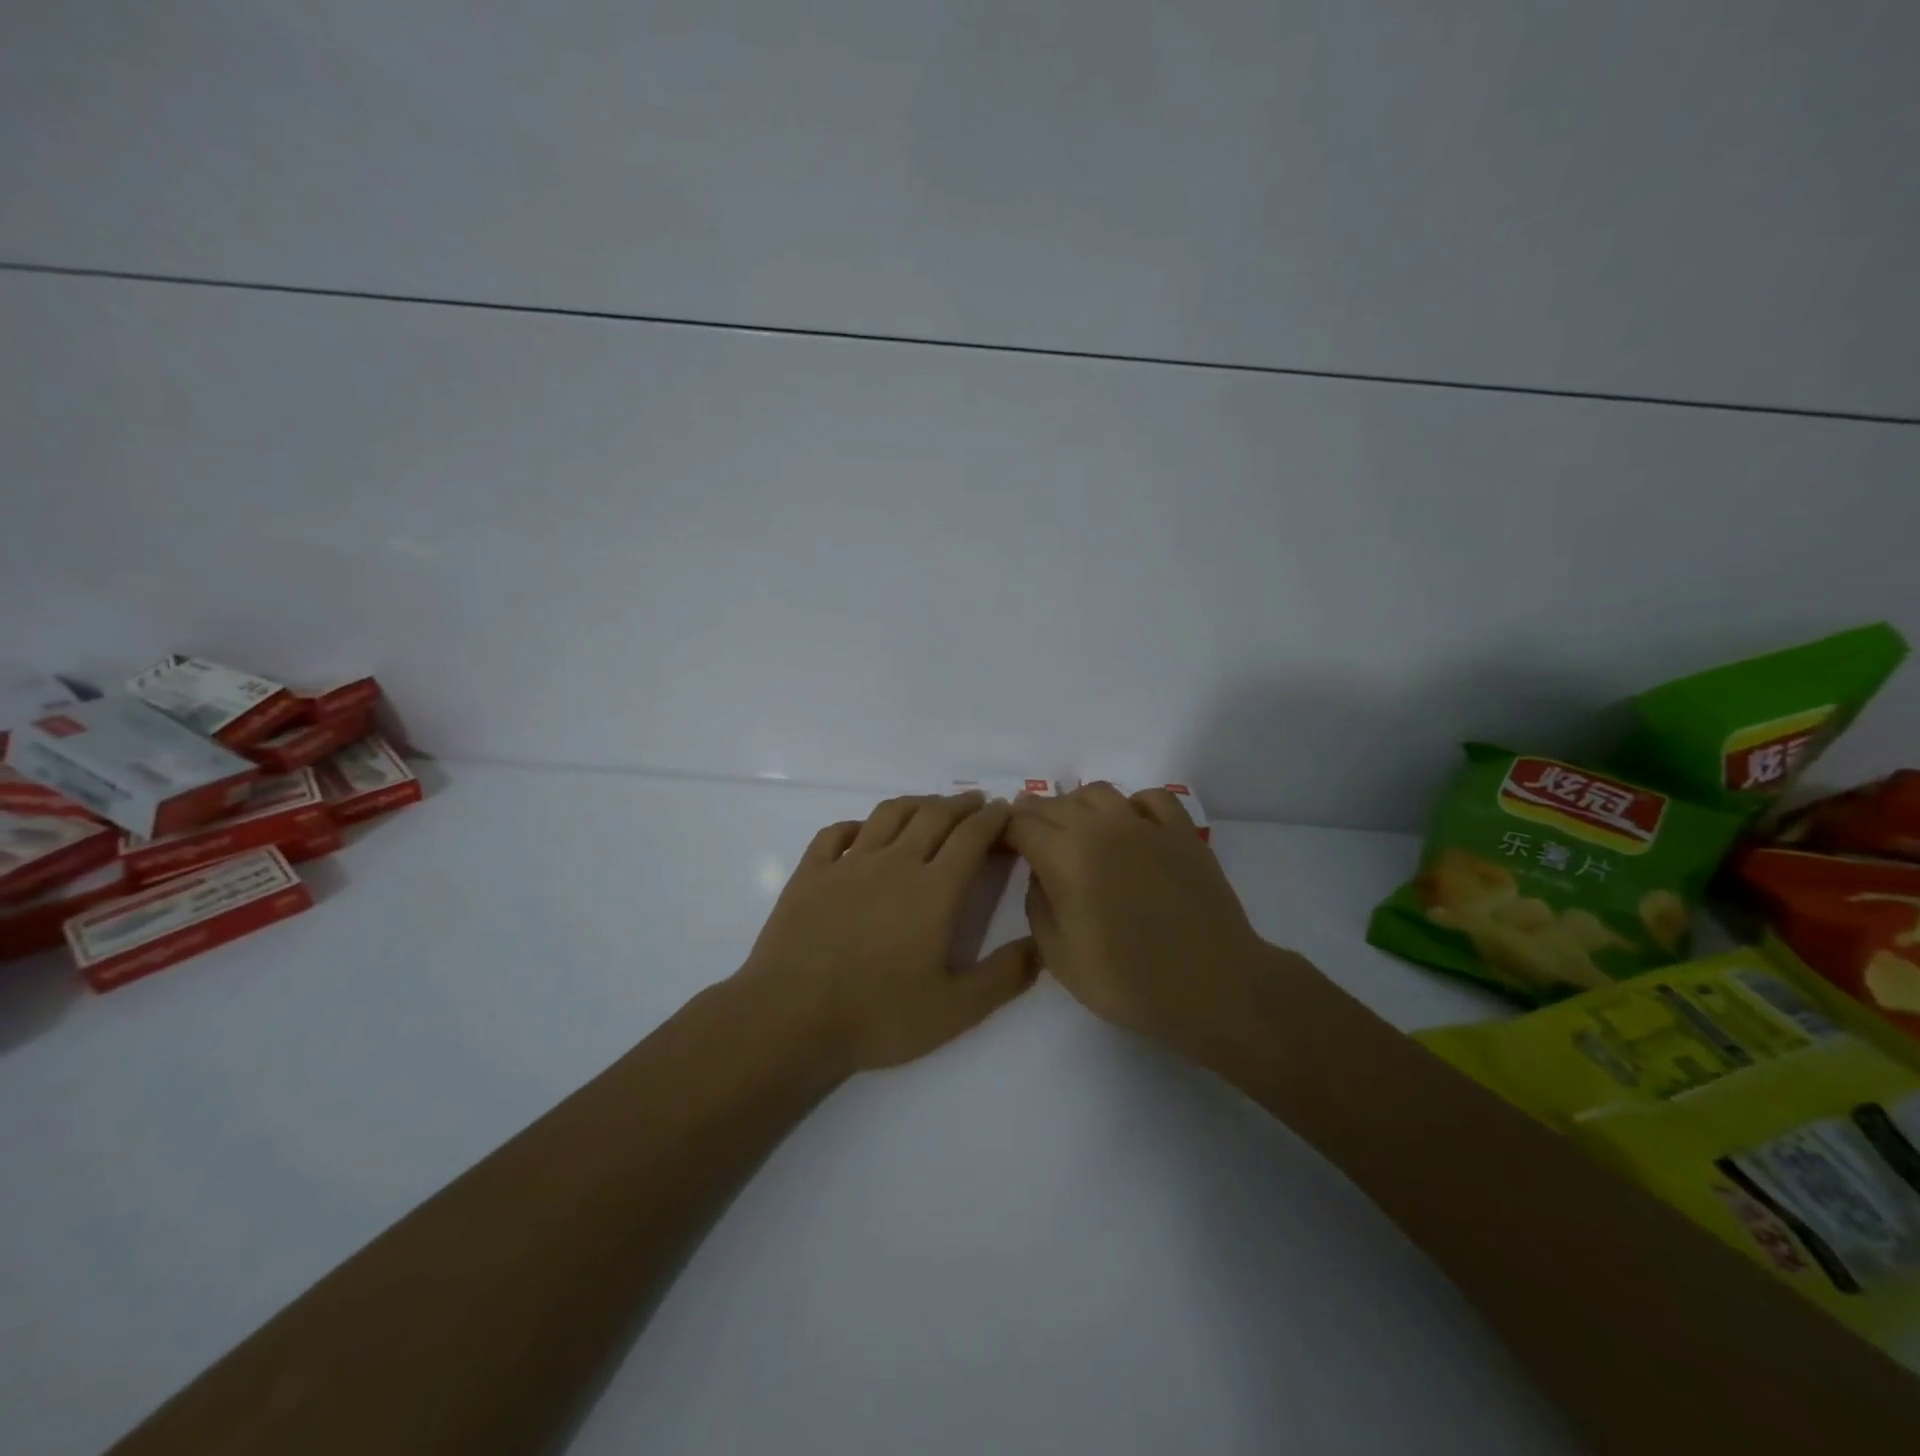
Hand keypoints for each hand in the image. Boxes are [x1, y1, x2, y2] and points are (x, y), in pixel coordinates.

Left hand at [737, 792, 1039, 1073]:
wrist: (790, 1018)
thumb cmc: (878, 1015)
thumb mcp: (955, 1010)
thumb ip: (1004, 976)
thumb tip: (1042, 947)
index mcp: (934, 890)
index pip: (972, 837)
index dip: (993, 818)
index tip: (1005, 810)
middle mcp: (895, 863)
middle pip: (934, 816)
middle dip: (961, 804)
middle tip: (976, 801)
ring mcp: (849, 863)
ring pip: (889, 814)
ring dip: (916, 803)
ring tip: (930, 805)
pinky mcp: (811, 872)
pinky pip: (837, 832)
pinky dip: (857, 824)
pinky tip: (863, 831)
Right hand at [1007, 783, 1277, 1051]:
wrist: (1212, 986)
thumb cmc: (1128, 981)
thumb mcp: (1059, 957)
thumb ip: (1037, 906)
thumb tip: (1040, 875)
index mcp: (1066, 856)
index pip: (1020, 824)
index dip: (1002, 830)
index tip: (997, 843)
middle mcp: (1101, 827)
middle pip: (1054, 803)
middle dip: (1032, 815)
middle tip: (1027, 836)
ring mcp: (1145, 824)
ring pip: (1098, 792)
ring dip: (1076, 805)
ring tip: (1073, 828)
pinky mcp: (1182, 831)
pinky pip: (1150, 798)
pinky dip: (1131, 805)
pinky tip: (1130, 827)